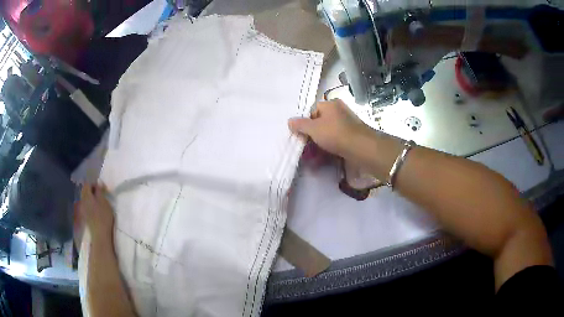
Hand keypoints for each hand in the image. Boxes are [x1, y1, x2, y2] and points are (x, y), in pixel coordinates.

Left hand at [77, 184, 114, 244]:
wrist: (100, 234)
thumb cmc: (103, 216)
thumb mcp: (104, 201)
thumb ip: (99, 190)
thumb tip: (98, 183)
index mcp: (87, 195)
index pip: (87, 184)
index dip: (94, 184)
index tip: (101, 188)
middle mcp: (82, 200)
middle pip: (85, 190)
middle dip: (91, 190)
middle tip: (100, 193)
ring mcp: (82, 208)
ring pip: (85, 198)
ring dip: (90, 197)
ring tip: (98, 201)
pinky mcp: (84, 215)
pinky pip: (85, 205)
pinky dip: (89, 203)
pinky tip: (95, 208)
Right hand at [288, 99, 370, 157]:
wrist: (361, 148)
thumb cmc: (335, 133)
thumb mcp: (313, 128)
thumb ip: (300, 125)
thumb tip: (289, 121)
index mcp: (331, 105)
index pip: (313, 110)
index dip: (305, 122)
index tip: (300, 134)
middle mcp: (340, 112)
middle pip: (320, 123)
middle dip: (311, 137)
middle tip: (304, 148)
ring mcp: (347, 125)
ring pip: (328, 135)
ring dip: (318, 146)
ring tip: (311, 159)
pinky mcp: (352, 138)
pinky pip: (336, 142)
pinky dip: (328, 150)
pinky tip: (321, 161)